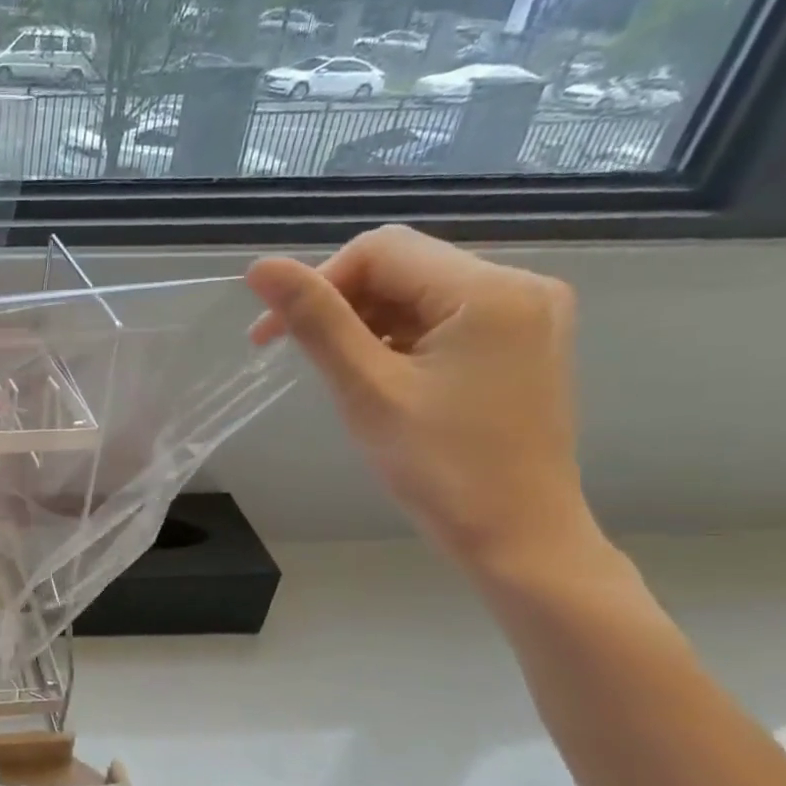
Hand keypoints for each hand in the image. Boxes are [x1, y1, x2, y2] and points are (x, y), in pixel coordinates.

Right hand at [247, 225, 593, 573]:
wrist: (517, 535)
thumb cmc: (440, 466)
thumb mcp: (367, 388)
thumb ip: (316, 320)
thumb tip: (261, 266)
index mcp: (490, 290)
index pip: (380, 250)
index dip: (317, 282)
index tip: (271, 336)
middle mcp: (520, 285)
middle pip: (401, 266)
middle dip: (338, 303)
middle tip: (293, 354)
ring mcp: (525, 315)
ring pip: (417, 292)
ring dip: (363, 323)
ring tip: (338, 374)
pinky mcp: (518, 343)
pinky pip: (440, 319)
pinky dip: (395, 338)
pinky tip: (377, 377)